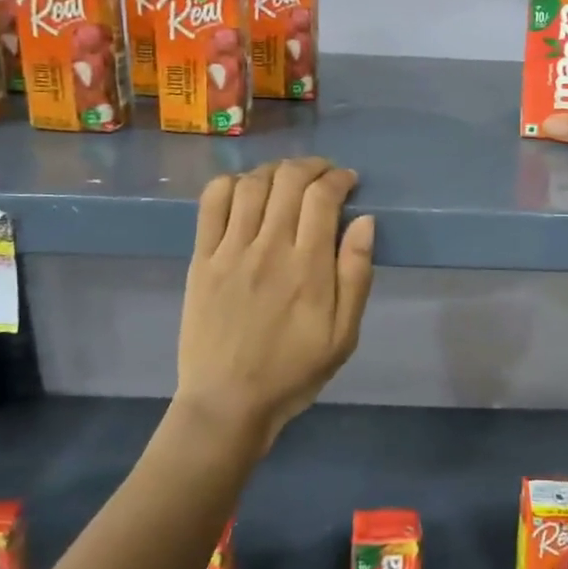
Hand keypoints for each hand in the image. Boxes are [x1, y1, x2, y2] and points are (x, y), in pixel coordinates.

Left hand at [176, 157, 375, 451]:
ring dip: (275, 170)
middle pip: (288, 180)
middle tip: (323, 173)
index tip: (348, 181)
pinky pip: (211, 204)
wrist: (227, 402)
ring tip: (288, 177)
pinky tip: (245, 189)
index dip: (339, 178)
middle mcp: (269, 248)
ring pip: (251, 184)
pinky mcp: (201, 259)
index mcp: (308, 268)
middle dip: (312, 166)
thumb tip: (365, 221)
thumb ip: (356, 275)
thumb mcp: (344, 335)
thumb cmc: (294, 371)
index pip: (323, 197)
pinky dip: (230, 184)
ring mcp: (230, 251)